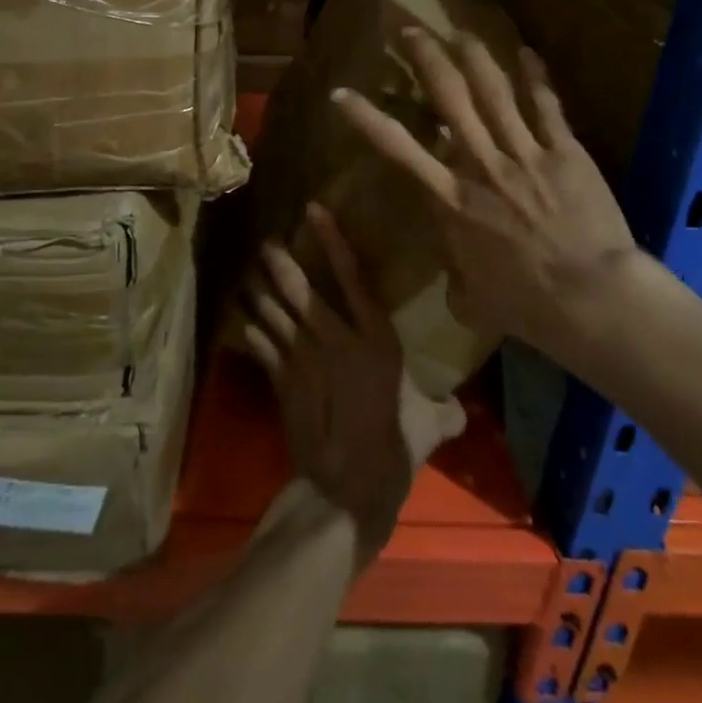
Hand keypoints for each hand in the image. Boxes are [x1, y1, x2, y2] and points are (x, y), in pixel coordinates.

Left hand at [241, 202, 465, 563]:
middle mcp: (336, 340)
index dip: (333, 241)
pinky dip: (251, 331)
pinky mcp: (282, 382)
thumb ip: (443, 411)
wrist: (347, 491)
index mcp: (377, 340)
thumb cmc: (394, 450)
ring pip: (274, 313)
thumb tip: (459, 410)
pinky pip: (261, 345)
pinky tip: (242, 319)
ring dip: (259, 292)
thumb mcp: (429, 427)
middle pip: (300, 290)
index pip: (354, 278)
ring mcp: (303, 360)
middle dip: (280, 262)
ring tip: (249, 274)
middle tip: (268, 242)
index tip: (313, 211)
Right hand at [331, 30, 664, 360]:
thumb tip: (457, 280)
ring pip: (493, 91)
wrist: (589, 299)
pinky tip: (528, 53)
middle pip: (448, 98)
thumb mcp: (473, 302)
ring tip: (458, 31)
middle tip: (410, 32)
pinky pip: (546, 106)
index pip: (397, 149)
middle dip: (425, 59)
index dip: (365, 118)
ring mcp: (524, 153)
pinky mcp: (564, 151)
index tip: (341, 94)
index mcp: (451, 200)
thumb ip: (458, 280)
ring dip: (473, 56)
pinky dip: (536, 77)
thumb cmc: (526, 306)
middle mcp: (480, 165)